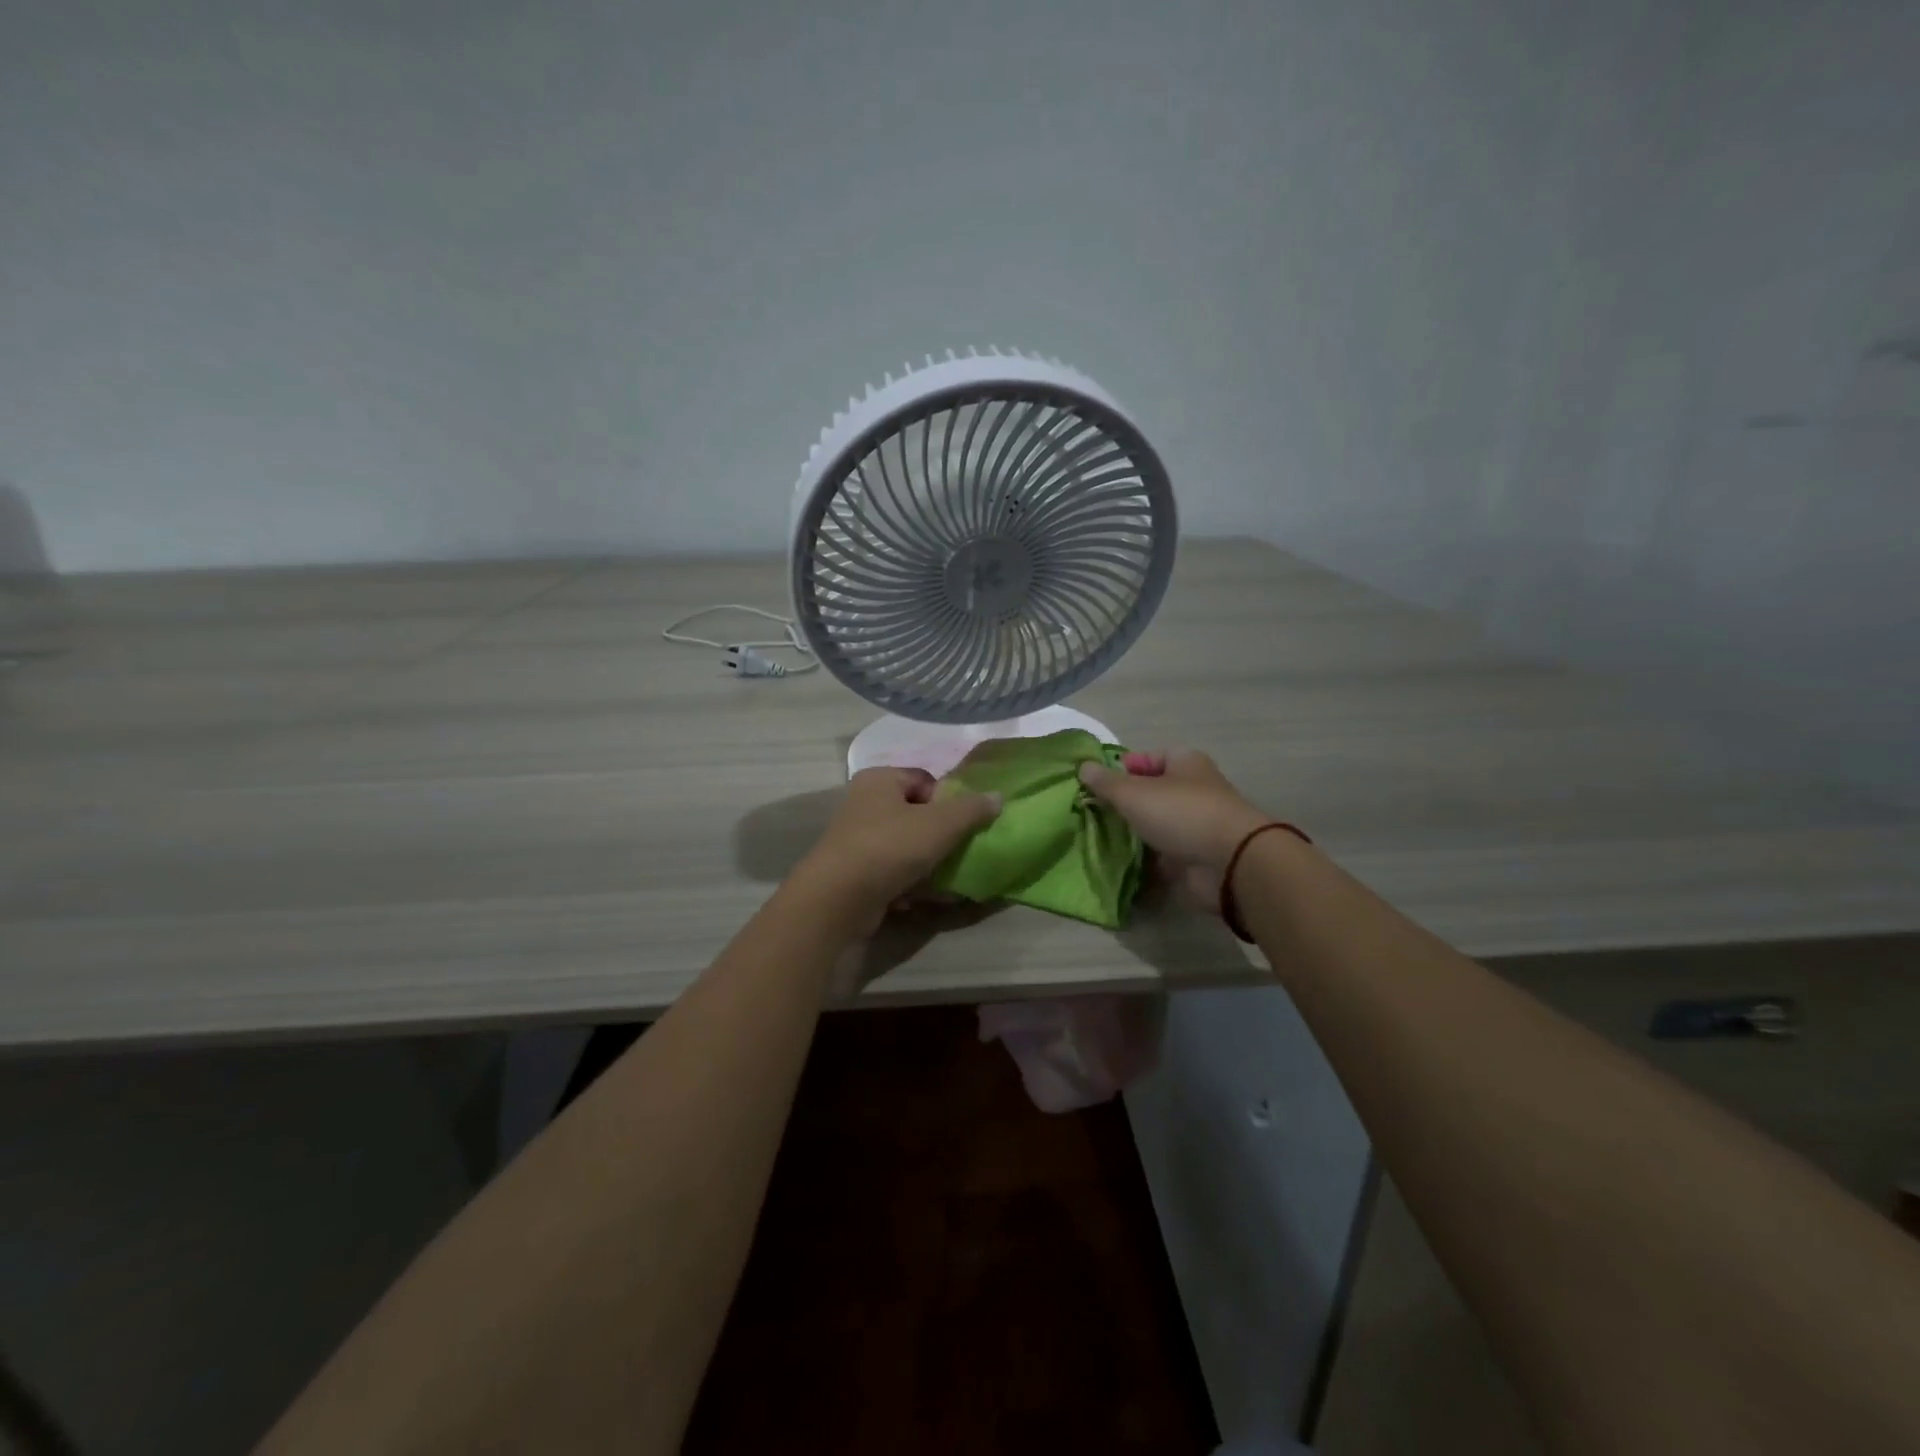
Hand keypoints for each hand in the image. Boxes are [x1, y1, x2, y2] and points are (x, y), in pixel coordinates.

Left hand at [793, 767, 1000, 924]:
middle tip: (958, 852)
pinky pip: (891, 872)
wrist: (838, 900)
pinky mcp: (855, 873)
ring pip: (905, 846)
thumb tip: (998, 796)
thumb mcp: (940, 824)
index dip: (947, 800)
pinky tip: (921, 899)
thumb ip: (972, 809)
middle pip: (916, 814)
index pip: (925, 780)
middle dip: (940, 835)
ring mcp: (856, 840)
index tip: (960, 825)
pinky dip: (908, 883)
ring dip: (927, 863)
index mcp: (879, 780)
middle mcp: (863, 804)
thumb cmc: (890, 847)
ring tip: (945, 879)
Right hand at [1078, 750, 1268, 914]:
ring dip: (1133, 830)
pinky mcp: (1196, 855)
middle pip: (1151, 792)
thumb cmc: (1181, 813)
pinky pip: (1163, 851)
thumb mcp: (1133, 792)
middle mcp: (1193, 789)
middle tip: (1092, 812)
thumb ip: (1106, 782)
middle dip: (1124, 802)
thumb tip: (1083, 766)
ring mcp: (1196, 824)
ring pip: (1156, 823)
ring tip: (1099, 837)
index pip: (1147, 758)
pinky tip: (1119, 860)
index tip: (1095, 785)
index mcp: (1185, 762)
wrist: (1228, 862)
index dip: (1121, 769)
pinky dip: (1145, 856)